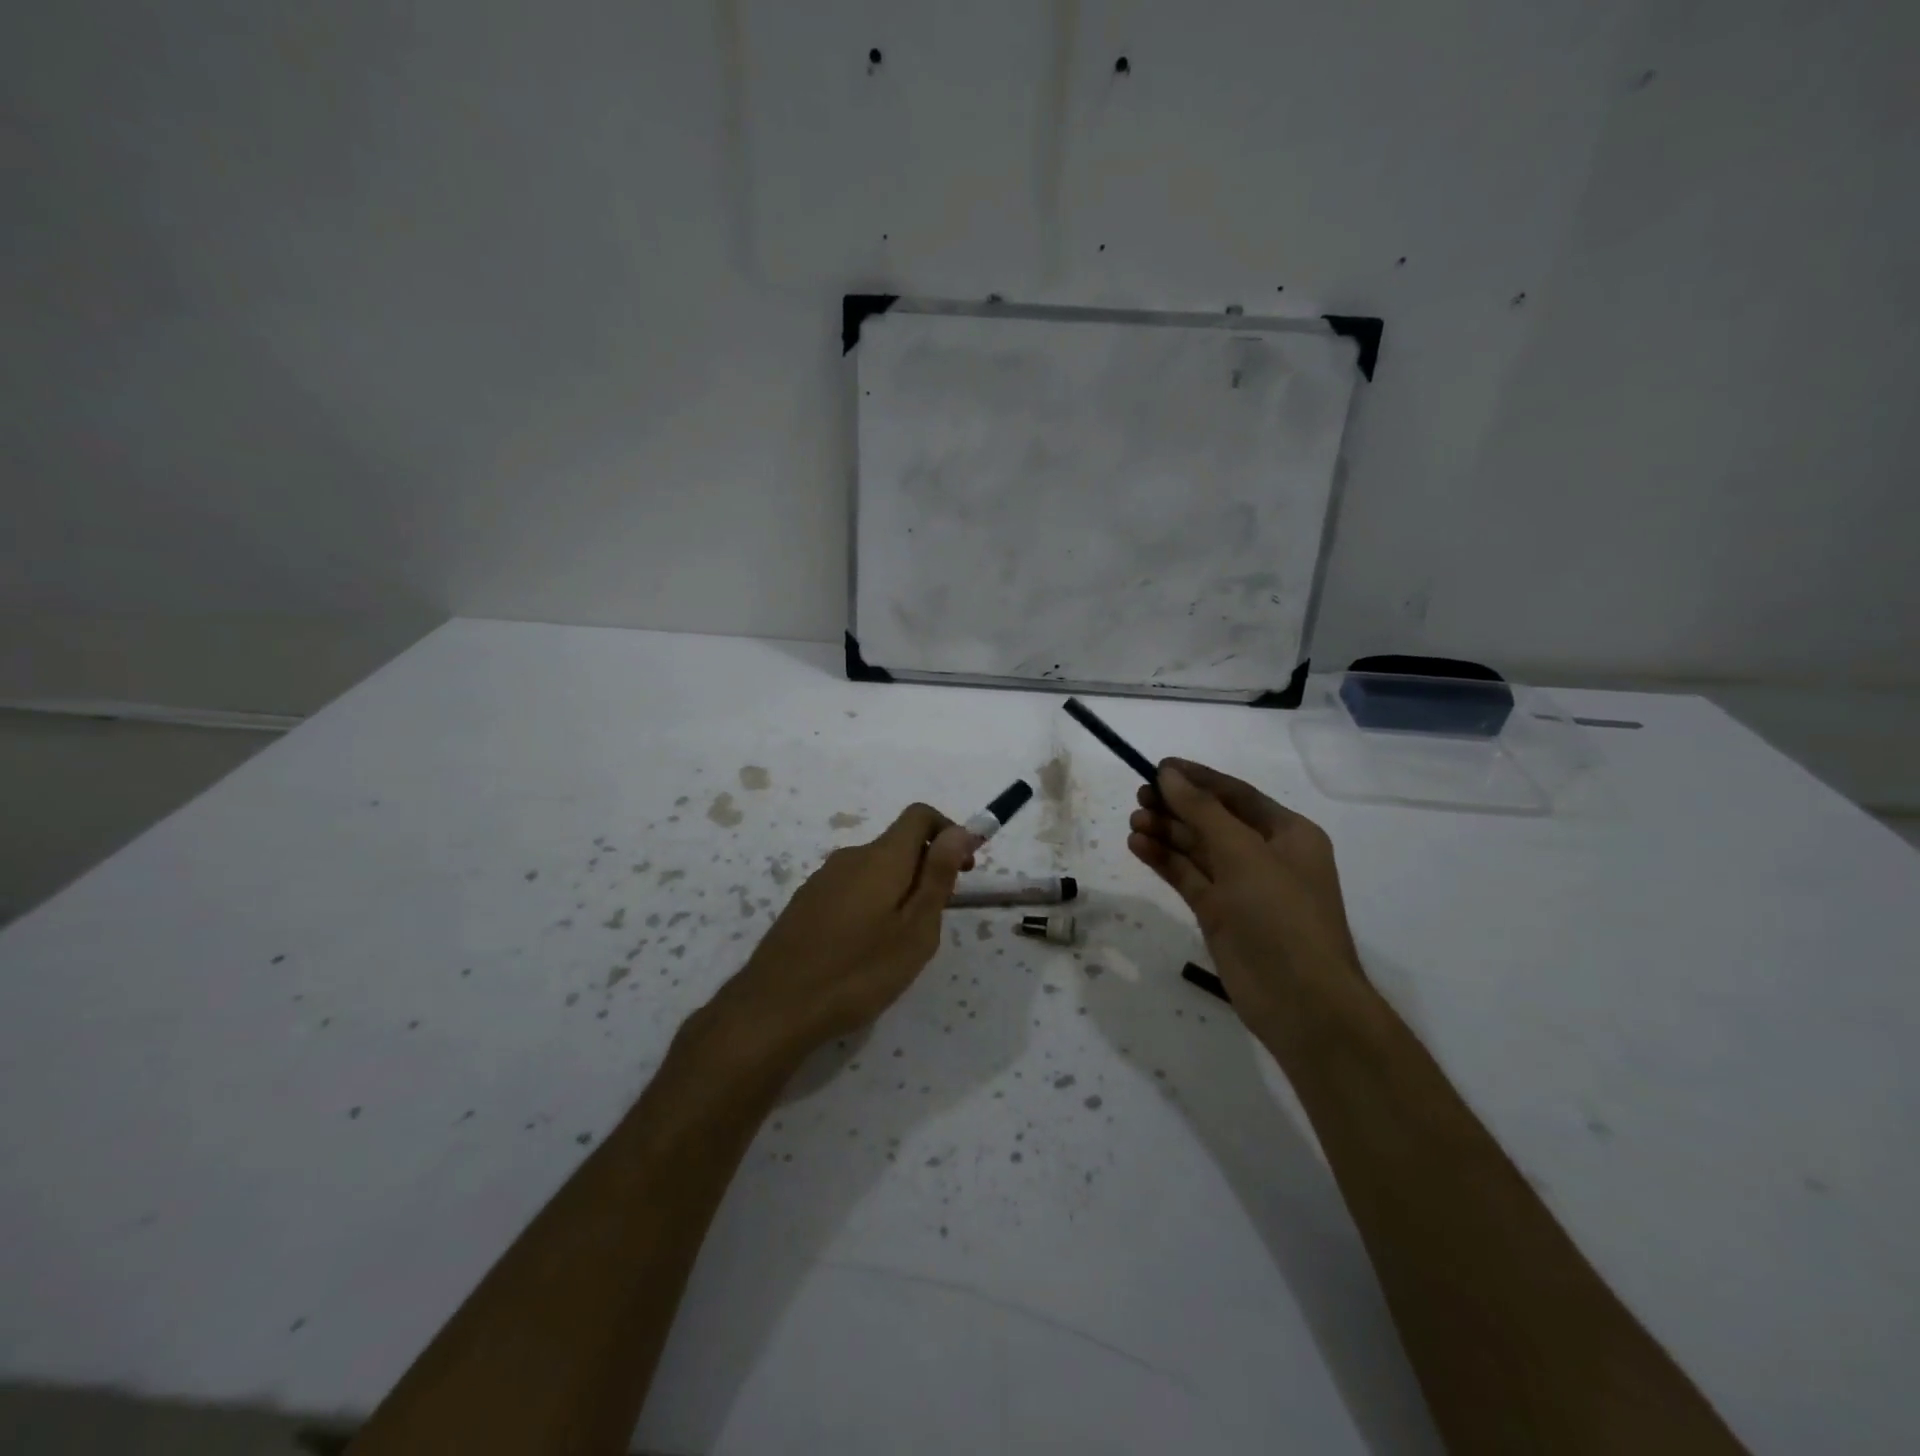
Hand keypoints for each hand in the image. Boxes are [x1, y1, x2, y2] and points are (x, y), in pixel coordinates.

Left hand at [719, 803, 977, 1052]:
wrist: (776, 1007)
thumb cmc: (859, 972)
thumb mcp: (915, 930)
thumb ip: (938, 876)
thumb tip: (959, 831)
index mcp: (881, 857)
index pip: (920, 816)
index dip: (949, 831)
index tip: (964, 869)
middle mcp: (850, 856)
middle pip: (898, 844)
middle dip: (926, 868)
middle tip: (935, 918)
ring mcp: (822, 879)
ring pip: (874, 869)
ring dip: (898, 889)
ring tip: (899, 941)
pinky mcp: (805, 902)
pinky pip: (850, 888)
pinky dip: (871, 902)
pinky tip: (863, 948)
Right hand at [1128, 759, 1361, 1024]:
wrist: (1301, 1001)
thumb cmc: (1281, 915)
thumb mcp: (1243, 853)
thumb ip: (1202, 811)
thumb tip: (1169, 773)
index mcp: (1288, 833)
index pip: (1236, 794)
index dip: (1197, 779)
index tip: (1158, 766)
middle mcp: (1265, 855)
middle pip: (1213, 819)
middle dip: (1177, 806)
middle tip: (1139, 796)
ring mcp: (1241, 887)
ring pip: (1196, 849)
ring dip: (1166, 832)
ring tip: (1134, 821)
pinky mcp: (1219, 914)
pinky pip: (1188, 877)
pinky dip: (1164, 860)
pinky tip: (1138, 846)